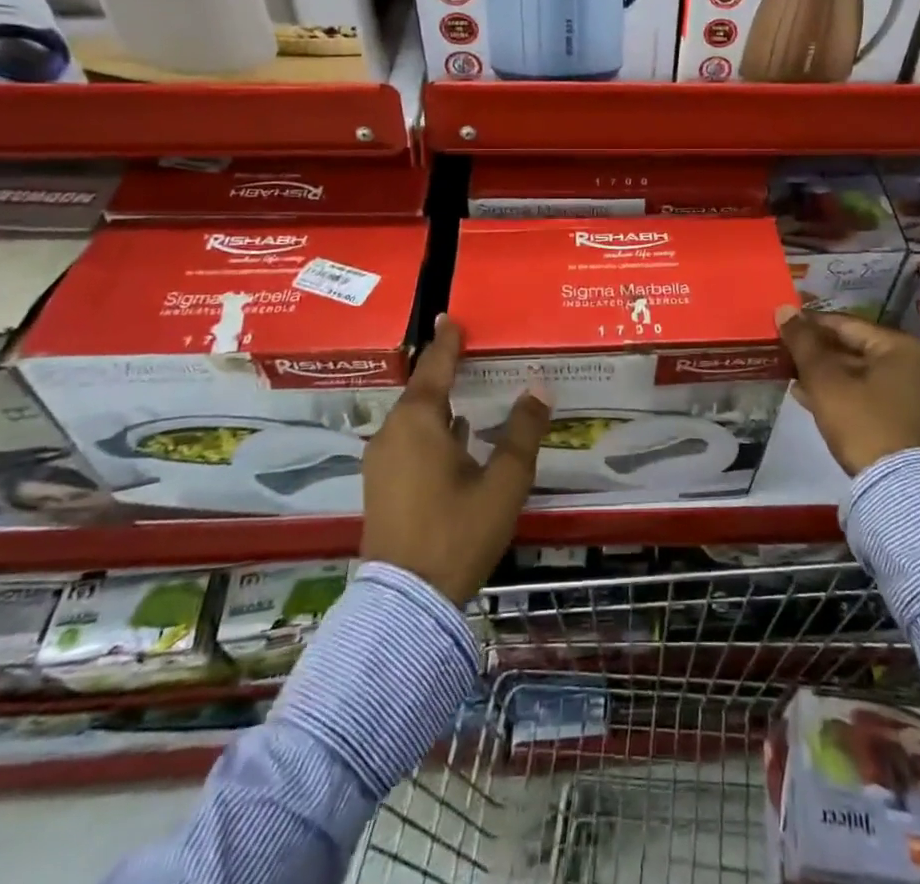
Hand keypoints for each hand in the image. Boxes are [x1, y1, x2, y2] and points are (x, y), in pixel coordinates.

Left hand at [361, 315, 549, 604]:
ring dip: (438, 402)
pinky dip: (430, 428)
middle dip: (443, 370)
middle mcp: (393, 432)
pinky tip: (454, 437)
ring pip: (413, 417)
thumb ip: (523, 431)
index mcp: (419, 421)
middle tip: (468, 352)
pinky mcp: (380, 485)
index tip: (451, 317)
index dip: (447, 341)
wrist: (407, 602)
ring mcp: (382, 460)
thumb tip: (538, 387)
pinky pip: (407, 439)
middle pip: (421, 390)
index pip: (435, 366)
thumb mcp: (504, 481)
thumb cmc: (458, 531)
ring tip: (466, 391)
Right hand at [776, 305, 919, 476]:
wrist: (897, 489)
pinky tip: (811, 397)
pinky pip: (870, 394)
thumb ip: (804, 342)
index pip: (848, 324)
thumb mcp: (826, 380)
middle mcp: (917, 365)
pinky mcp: (909, 419)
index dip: (811, 324)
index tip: (783, 325)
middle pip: (856, 348)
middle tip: (785, 352)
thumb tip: (784, 309)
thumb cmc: (862, 423)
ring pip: (862, 373)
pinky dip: (843, 393)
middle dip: (818, 352)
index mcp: (903, 347)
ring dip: (827, 374)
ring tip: (791, 375)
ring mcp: (916, 394)